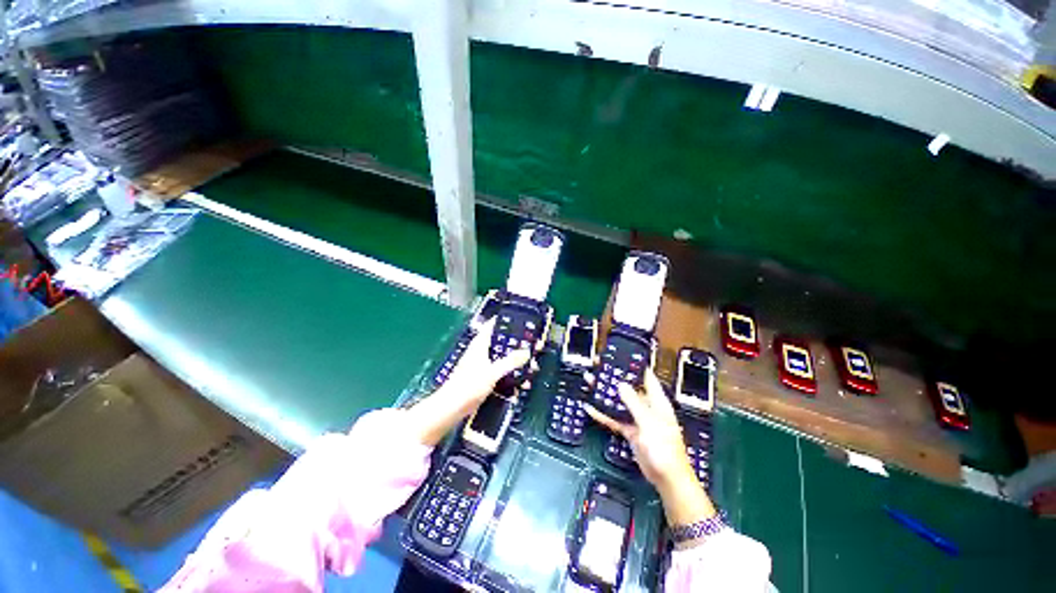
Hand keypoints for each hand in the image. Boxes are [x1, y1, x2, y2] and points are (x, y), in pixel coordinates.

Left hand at [405, 319, 531, 445]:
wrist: (453, 408)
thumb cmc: (469, 386)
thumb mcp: (492, 372)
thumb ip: (510, 361)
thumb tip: (527, 352)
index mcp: (480, 344)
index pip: (492, 325)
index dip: (505, 321)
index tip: (521, 321)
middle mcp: (481, 352)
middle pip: (502, 342)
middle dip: (517, 344)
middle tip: (532, 346)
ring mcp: (483, 365)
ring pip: (503, 358)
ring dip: (516, 362)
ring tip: (531, 367)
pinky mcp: (484, 378)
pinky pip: (502, 372)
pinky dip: (511, 375)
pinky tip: (521, 384)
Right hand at [584, 370, 715, 529]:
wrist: (667, 479)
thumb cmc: (665, 449)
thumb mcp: (649, 423)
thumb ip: (634, 403)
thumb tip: (621, 384)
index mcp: (657, 401)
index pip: (645, 376)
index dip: (633, 365)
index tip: (618, 355)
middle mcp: (646, 406)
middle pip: (628, 386)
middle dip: (613, 376)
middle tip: (598, 365)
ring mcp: (637, 418)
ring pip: (618, 401)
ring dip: (605, 392)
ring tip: (590, 380)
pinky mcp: (630, 430)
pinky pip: (614, 418)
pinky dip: (603, 413)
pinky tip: (590, 407)